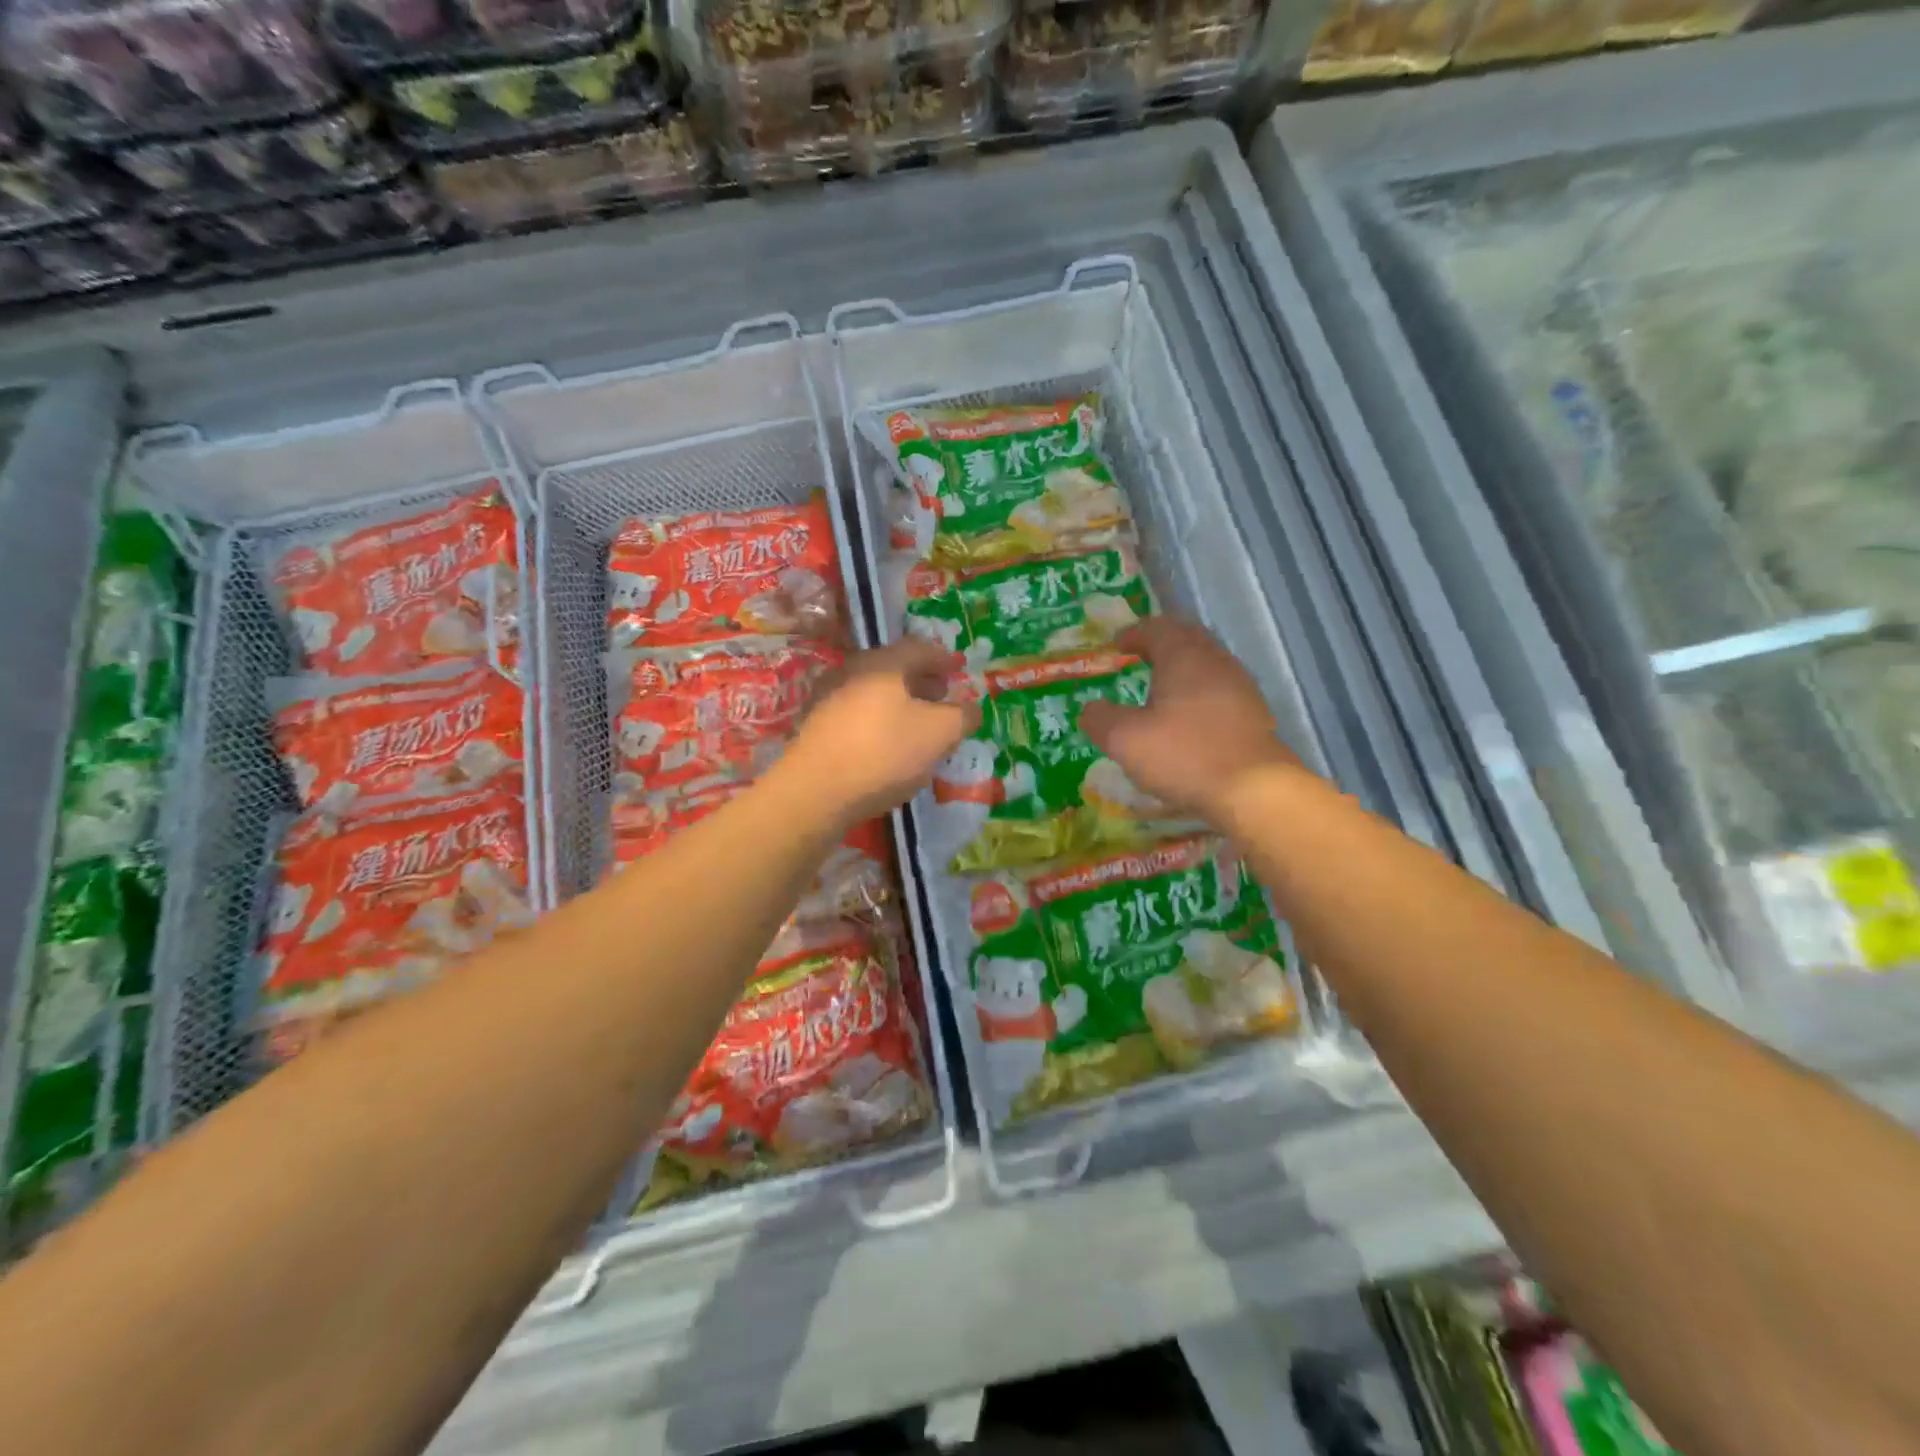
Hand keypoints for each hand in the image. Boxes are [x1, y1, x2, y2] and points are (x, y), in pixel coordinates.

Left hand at [774, 638, 981, 826]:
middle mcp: (851, 670)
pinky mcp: (815, 727)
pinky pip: (856, 714)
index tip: (957, 671)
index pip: (920, 648)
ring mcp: (828, 698)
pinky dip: (877, 721)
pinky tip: (887, 746)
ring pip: (873, 692)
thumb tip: (971, 708)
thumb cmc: (884, 752)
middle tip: (940, 698)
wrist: (815, 791)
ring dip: (898, 703)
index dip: (943, 659)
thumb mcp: (939, 734)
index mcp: (883, 663)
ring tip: (917, 726)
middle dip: (921, 681)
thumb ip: (962, 716)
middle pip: (893, 668)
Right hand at [1079, 618, 1306, 823]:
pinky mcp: (1253, 714)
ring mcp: (1240, 687)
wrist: (1253, 790)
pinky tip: (1188, 720)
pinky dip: (1199, 695)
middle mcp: (1215, 661)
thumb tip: (1091, 709)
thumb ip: (1100, 718)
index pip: (1156, 628)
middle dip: (1161, 645)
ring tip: (1161, 691)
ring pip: (1207, 664)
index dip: (1133, 634)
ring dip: (1182, 670)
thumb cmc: (1183, 754)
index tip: (1117, 647)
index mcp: (1183, 656)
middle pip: (1187, 639)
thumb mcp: (1124, 739)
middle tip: (1139, 659)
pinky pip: (1220, 690)